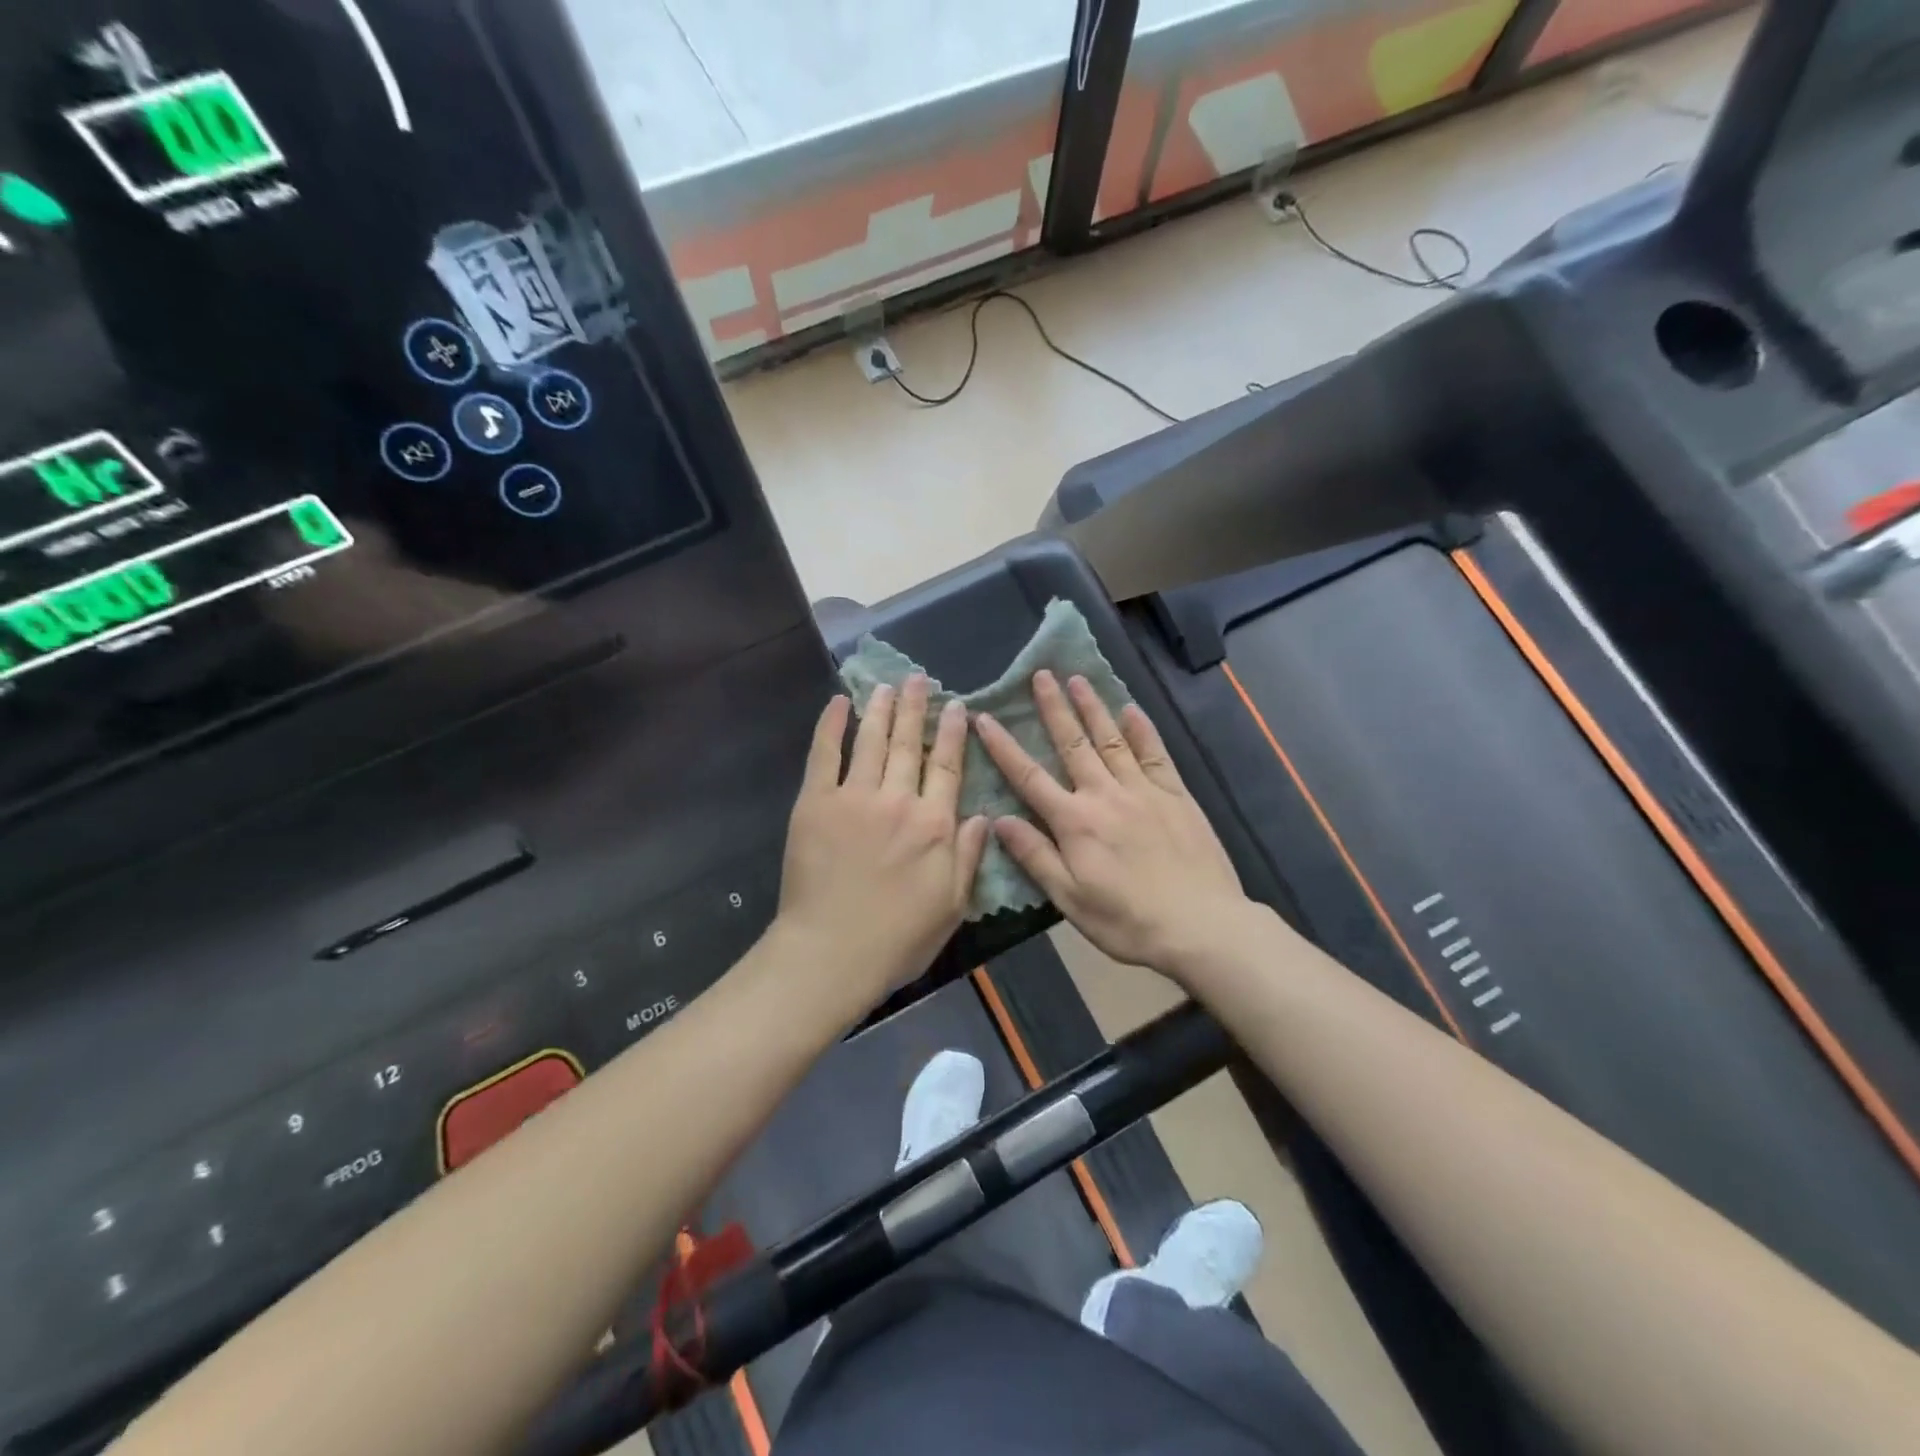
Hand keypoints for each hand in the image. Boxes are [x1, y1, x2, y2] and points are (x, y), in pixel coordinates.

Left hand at [775, 676, 989, 1007]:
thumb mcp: (951, 906)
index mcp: (934, 825)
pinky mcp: (815, 803)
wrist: (831, 953)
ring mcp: (854, 798)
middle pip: (910, 744)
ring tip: (887, 685)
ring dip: (881, 710)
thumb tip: (984, 815)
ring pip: (872, 742)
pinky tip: (839, 704)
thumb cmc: (897, 938)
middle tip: (919, 679)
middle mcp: (898, 801)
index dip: (953, 734)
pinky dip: (831, 726)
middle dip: (916, 708)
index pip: (947, 767)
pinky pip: (824, 755)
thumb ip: (968, 856)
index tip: (956, 706)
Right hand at [975, 672, 1250, 976]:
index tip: (985, 717)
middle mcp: (1105, 795)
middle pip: (1073, 744)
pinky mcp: (1176, 795)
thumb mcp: (1070, 898)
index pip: (1029, 776)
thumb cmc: (1127, 920)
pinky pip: (1155, 754)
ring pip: (1112, 739)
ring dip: (1093, 707)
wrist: (1201, 926)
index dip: (1004, 746)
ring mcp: (1143, 790)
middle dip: (1053, 708)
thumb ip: (1034, 856)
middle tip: (1041, 674)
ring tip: (1077, 679)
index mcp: (1074, 821)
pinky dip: (1142, 730)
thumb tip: (999, 820)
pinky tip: (1132, 710)